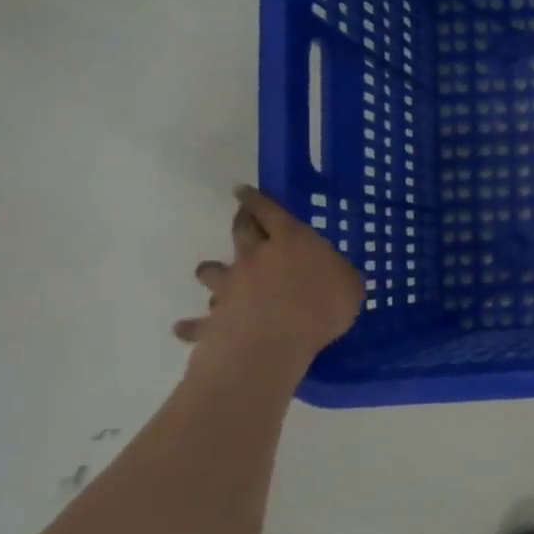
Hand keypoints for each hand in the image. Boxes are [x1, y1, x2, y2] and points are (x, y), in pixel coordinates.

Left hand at [175, 186, 364, 359]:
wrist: (273, 343)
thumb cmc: (321, 306)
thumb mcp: (350, 286)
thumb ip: (341, 276)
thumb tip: (337, 275)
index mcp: (292, 241)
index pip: (270, 211)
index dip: (257, 199)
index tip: (242, 190)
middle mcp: (255, 257)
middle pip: (241, 232)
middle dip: (241, 221)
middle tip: (240, 217)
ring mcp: (230, 287)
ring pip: (212, 272)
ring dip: (211, 270)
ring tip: (210, 271)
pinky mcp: (214, 319)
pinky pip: (197, 322)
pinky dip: (190, 325)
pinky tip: (182, 328)